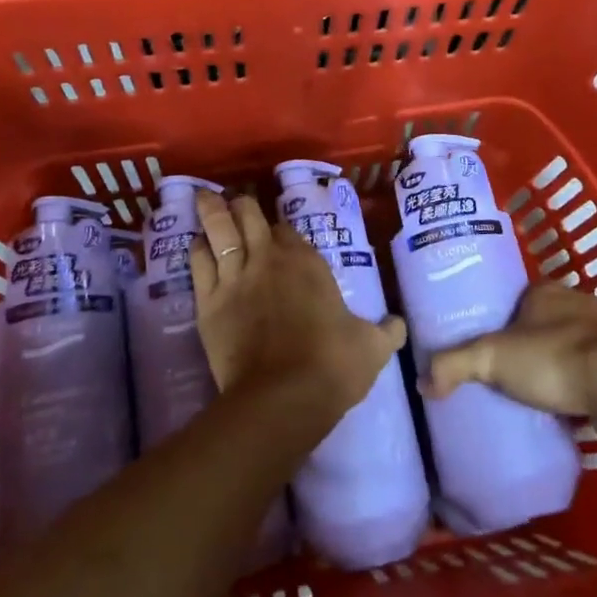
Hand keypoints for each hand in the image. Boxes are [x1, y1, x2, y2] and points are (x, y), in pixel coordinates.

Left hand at [190, 190, 407, 420]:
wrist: (283, 397)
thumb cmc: (332, 365)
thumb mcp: (372, 348)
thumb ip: (387, 331)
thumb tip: (399, 325)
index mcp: (307, 263)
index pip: (288, 231)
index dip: (282, 230)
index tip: (279, 233)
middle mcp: (268, 259)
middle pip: (249, 216)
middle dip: (242, 205)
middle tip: (237, 201)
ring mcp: (235, 277)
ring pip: (219, 229)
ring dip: (212, 211)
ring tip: (205, 199)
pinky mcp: (208, 301)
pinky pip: (199, 262)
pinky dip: (197, 247)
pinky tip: (196, 242)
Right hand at [425, 283, 596, 443]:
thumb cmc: (555, 359)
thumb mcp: (491, 357)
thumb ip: (453, 365)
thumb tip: (421, 382)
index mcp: (548, 291)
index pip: (516, 297)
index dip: (498, 318)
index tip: (480, 341)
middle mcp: (578, 308)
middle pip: (540, 326)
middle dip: (523, 348)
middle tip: (496, 374)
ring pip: (565, 354)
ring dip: (550, 372)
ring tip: (522, 398)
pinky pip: (586, 382)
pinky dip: (572, 396)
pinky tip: (555, 415)